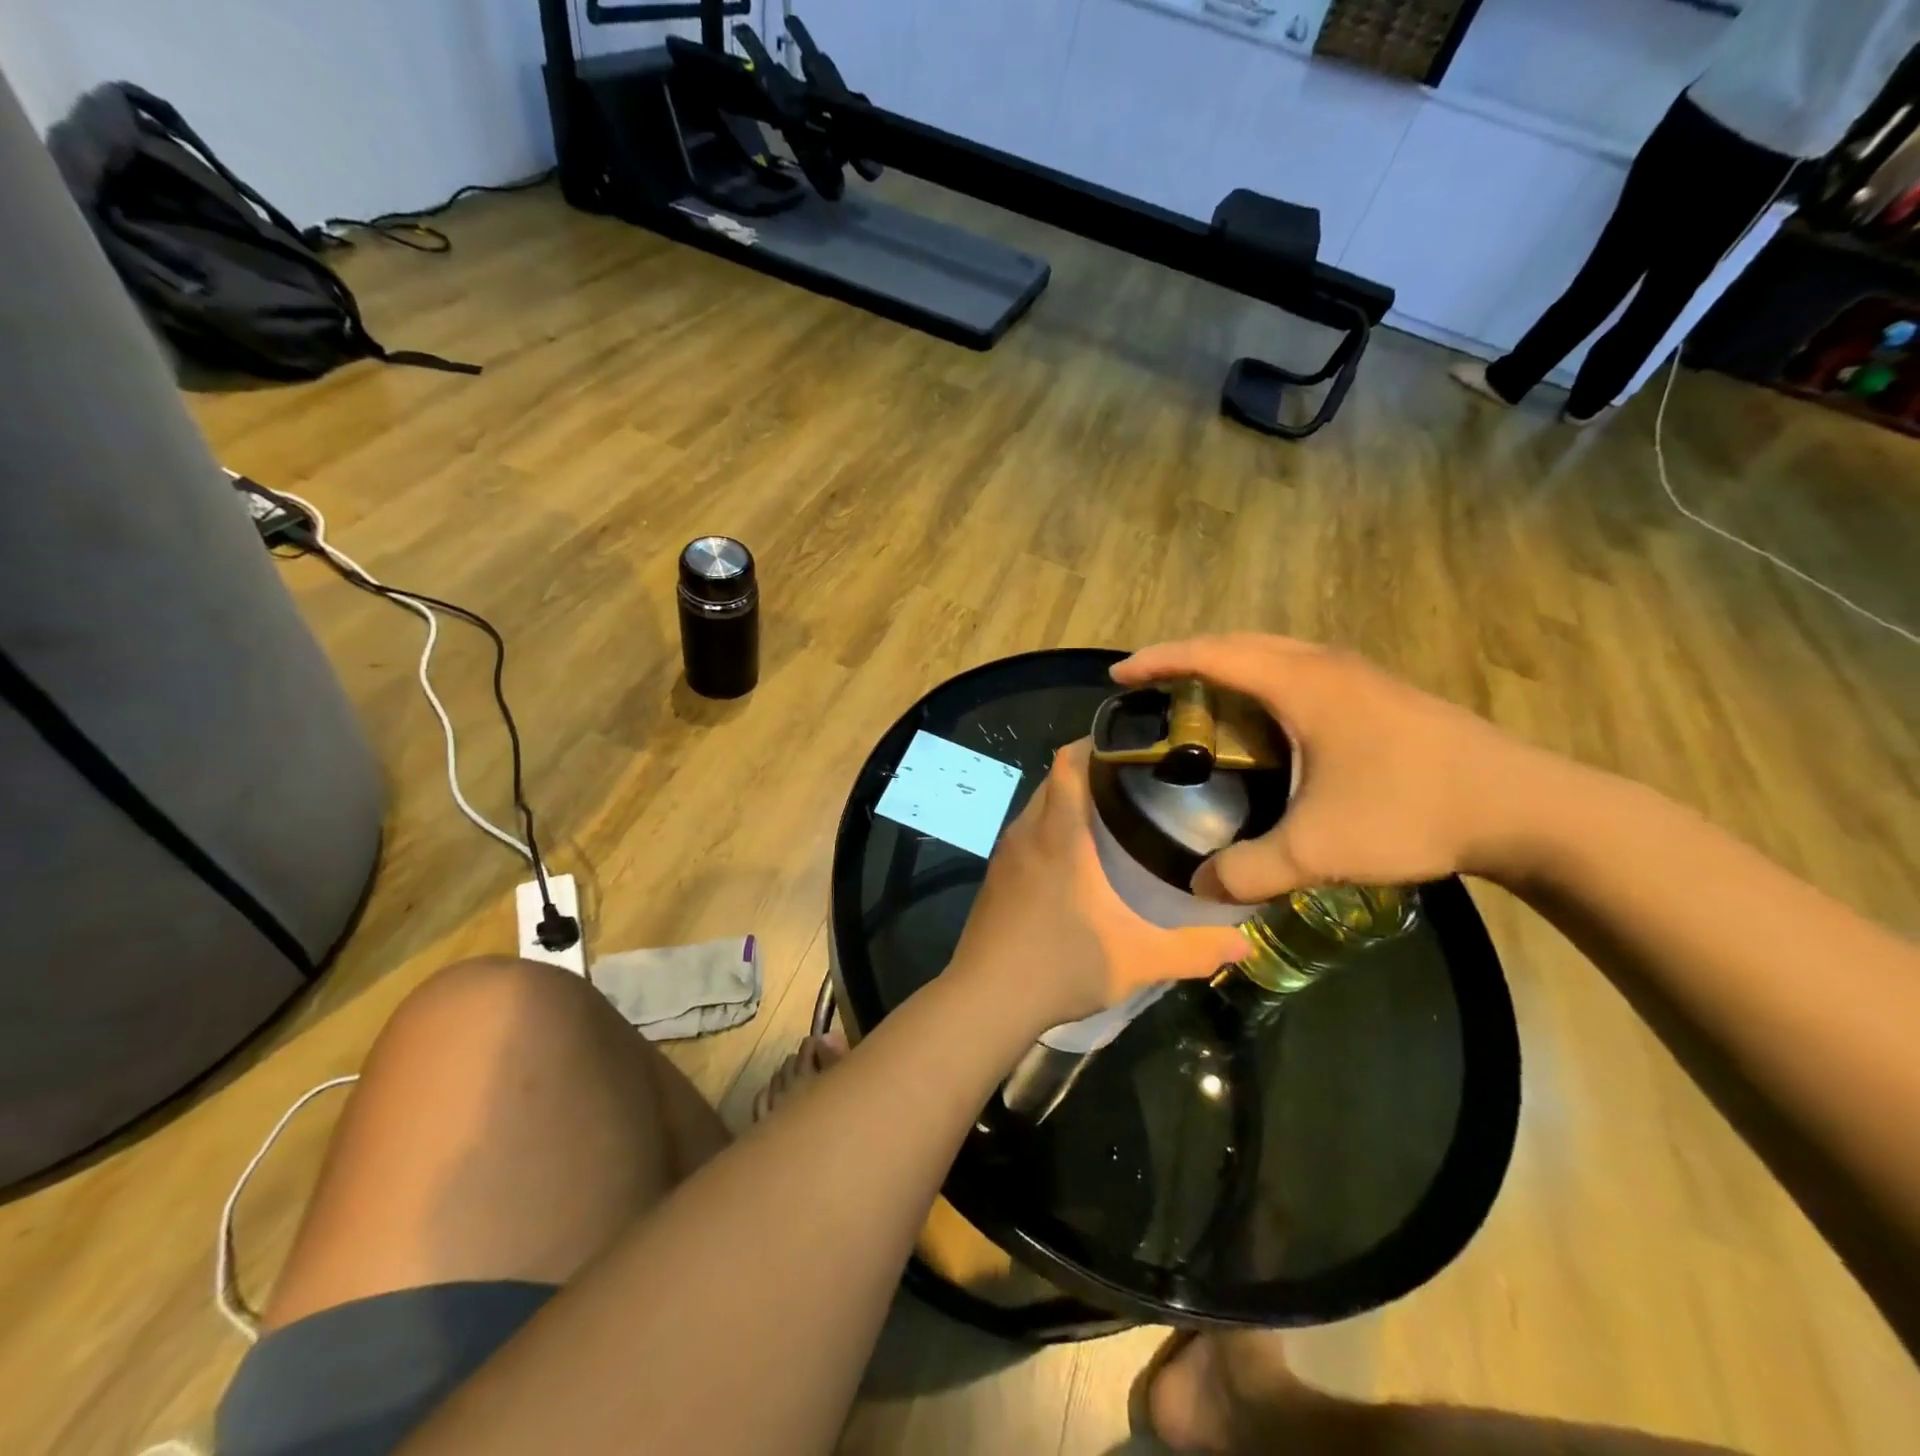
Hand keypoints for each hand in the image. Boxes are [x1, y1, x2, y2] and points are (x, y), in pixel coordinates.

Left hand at [949, 741, 1248, 1031]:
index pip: (1068, 762)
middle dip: (1090, 770)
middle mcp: (1028, 832)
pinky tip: (1075, 856)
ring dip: (1068, 800)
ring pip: (1038, 805)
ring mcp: (1006, 854)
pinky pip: (1026, 832)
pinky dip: (1050, 826)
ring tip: (1112, 813)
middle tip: (1137, 781)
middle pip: (1055, 778)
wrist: (985, 1000)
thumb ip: (1193, 949)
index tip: (1133, 744)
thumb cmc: (1059, 966)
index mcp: (1059, 835)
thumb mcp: (1136, 960)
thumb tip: (1243, 943)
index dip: (1096, 743)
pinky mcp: (996, 876)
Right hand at [1114, 634, 1550, 903]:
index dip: (1159, 661)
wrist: (1524, 805)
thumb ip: (1249, 870)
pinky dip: (1259, 679)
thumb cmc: (1412, 811)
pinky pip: (1296, 669)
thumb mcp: (1319, 849)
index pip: (1212, 656)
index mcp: (1301, 683)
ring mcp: (1356, 674)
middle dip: (1185, 657)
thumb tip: (1200, 886)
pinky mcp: (1376, 692)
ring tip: (1194, 697)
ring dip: (1225, 665)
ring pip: (1271, 653)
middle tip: (1149, 685)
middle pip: (1237, 643)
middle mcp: (1324, 664)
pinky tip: (1260, 720)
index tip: (1119, 675)